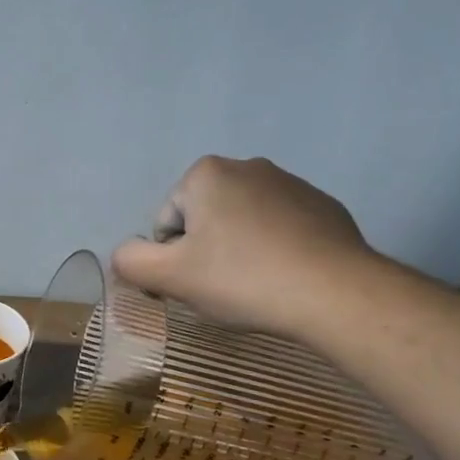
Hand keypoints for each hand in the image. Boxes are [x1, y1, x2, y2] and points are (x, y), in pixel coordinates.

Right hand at [111, 155, 374, 337]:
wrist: (335, 293)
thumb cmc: (242, 278)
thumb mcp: (170, 276)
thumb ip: (131, 261)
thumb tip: (124, 254)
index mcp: (206, 174)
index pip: (167, 223)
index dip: (172, 259)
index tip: (195, 284)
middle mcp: (249, 166)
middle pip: (204, 220)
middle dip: (206, 251)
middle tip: (222, 288)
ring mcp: (292, 184)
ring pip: (243, 225)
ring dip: (239, 251)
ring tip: (257, 286)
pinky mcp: (325, 207)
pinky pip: (281, 230)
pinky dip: (275, 251)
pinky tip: (286, 279)